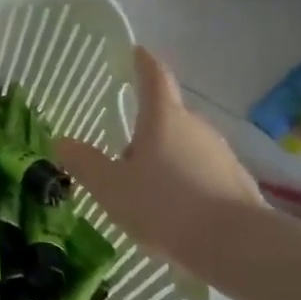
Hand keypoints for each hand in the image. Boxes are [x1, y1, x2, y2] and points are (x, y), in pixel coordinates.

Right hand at [57, 47, 262, 262]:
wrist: (239, 248)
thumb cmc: (166, 207)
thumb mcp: (112, 188)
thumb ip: (85, 163)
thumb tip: (62, 141)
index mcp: (164, 119)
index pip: (154, 78)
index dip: (143, 63)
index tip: (137, 51)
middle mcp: (196, 128)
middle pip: (167, 117)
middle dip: (146, 129)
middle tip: (121, 153)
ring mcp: (221, 155)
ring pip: (185, 147)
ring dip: (165, 159)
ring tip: (144, 190)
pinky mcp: (238, 184)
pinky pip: (202, 173)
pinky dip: (185, 182)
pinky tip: (173, 213)